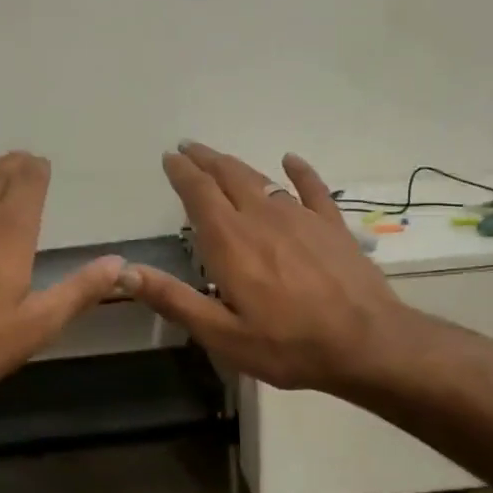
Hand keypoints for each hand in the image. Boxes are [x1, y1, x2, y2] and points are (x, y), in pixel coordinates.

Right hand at [119, 142, 404, 392]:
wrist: (367, 343)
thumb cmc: (288, 345)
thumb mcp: (222, 335)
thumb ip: (174, 300)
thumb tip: (125, 272)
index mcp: (230, 242)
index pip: (199, 194)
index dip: (182, 173)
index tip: (169, 157)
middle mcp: (261, 217)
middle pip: (228, 176)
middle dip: (205, 160)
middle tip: (188, 147)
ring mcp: (300, 217)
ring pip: (262, 179)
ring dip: (237, 165)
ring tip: (220, 158)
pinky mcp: (331, 225)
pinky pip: (312, 188)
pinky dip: (299, 171)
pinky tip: (290, 160)